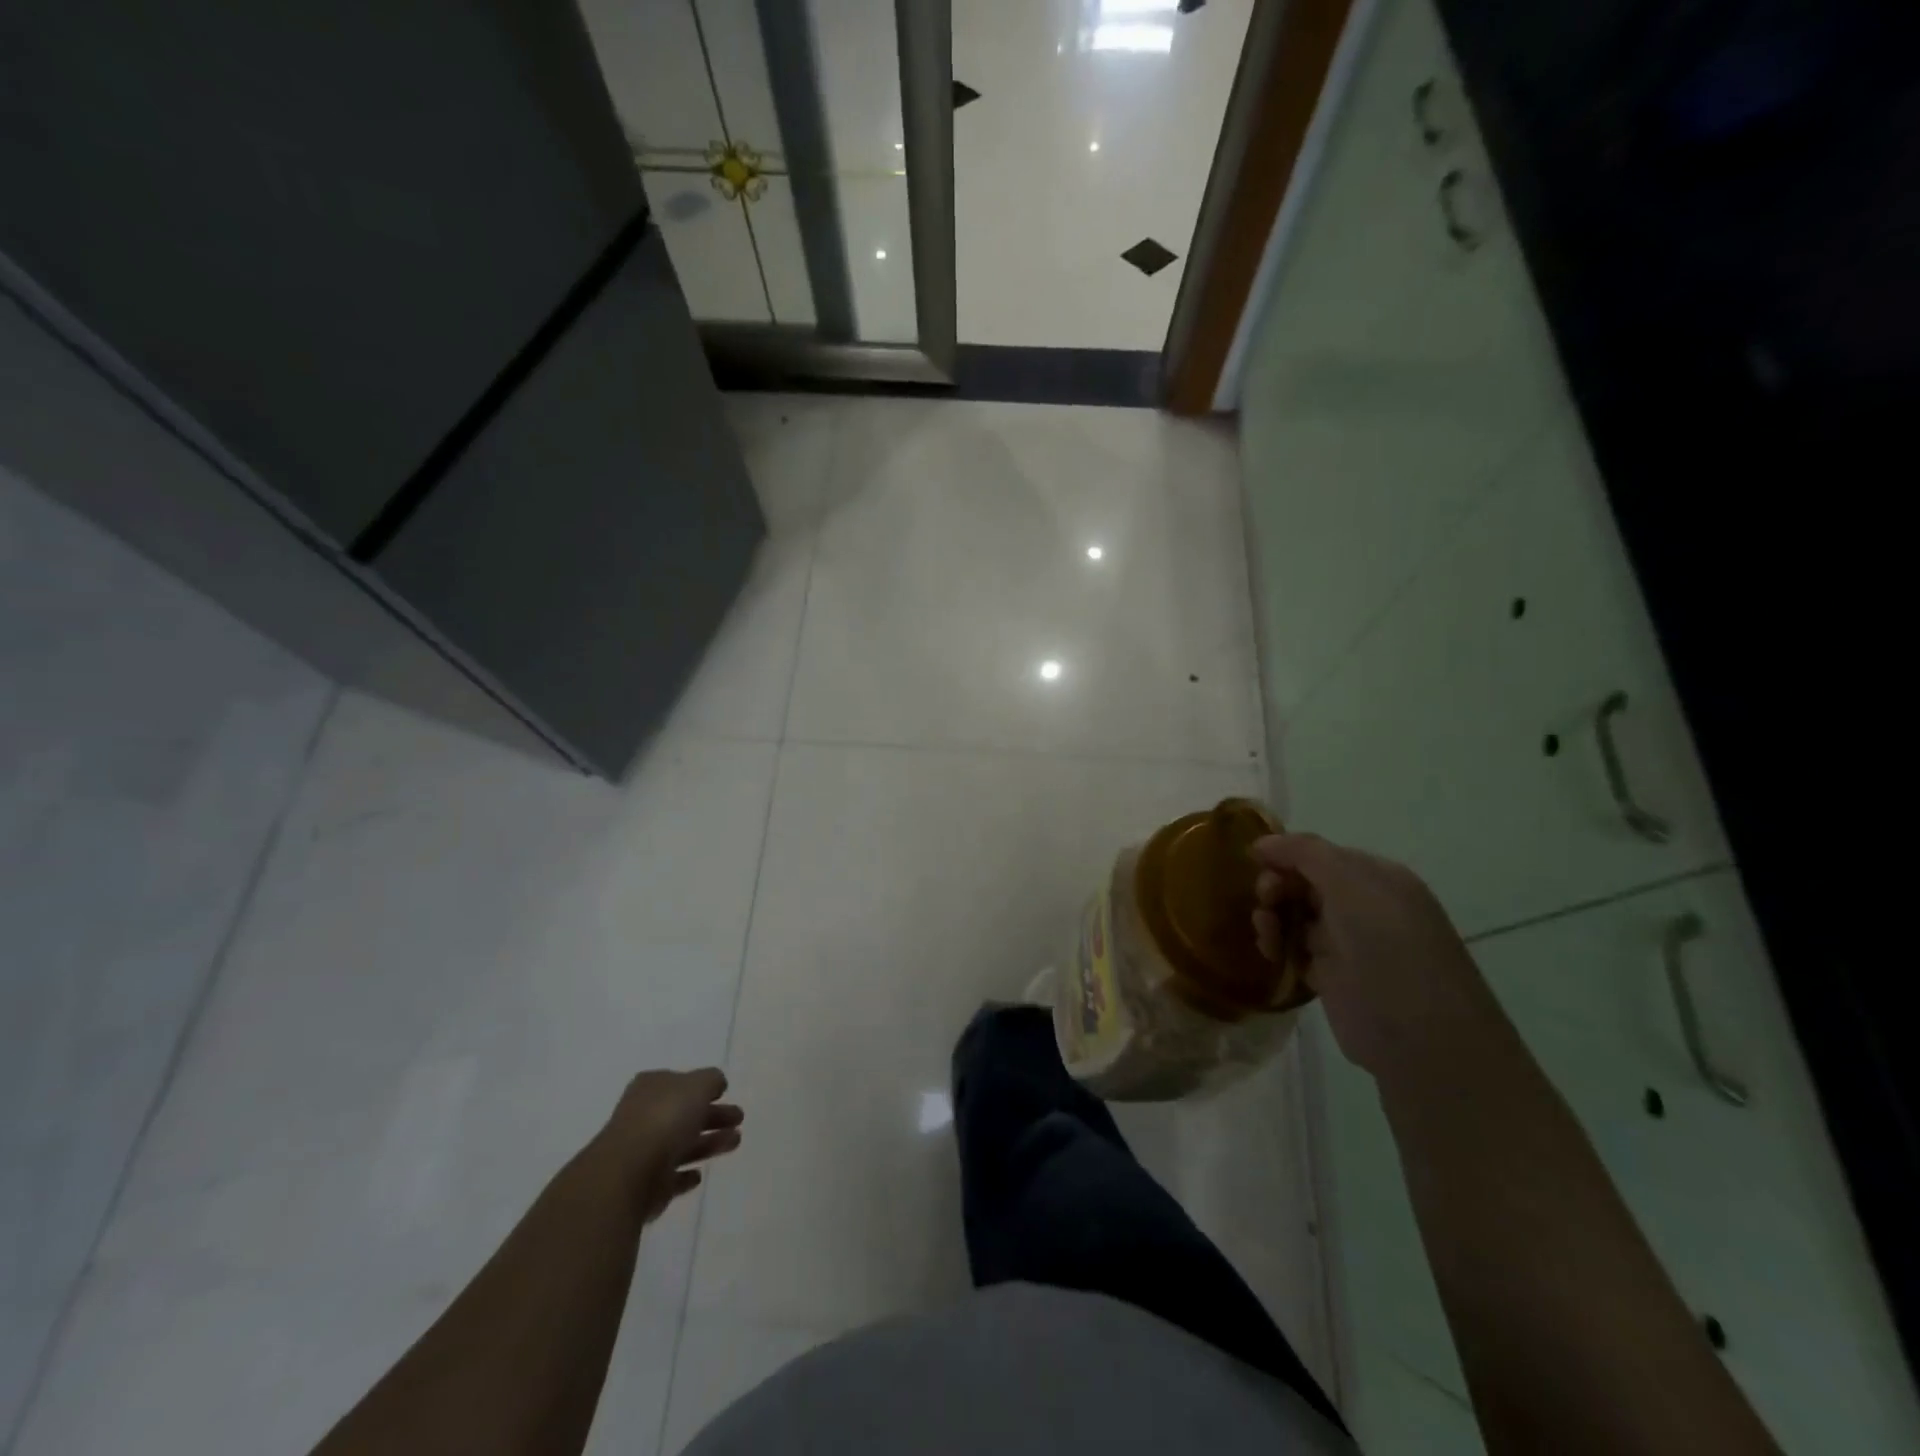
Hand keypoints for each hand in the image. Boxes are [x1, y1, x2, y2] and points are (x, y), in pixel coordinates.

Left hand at [598, 1069, 743, 1222]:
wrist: (628, 1175)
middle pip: (684, 1114)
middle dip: (713, 1116)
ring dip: (708, 1143)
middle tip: (739, 1119)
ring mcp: (642, 1153)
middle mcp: (643, 1117)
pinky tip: (700, 1175)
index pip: (679, 1083)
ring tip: (736, 1142)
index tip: (724, 1093)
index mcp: (651, 1088)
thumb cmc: (664, 1119)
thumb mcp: (697, 1085)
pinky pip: (670, 1177)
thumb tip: (717, 1084)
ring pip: (682, 1145)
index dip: (702, 1087)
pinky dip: (685, 1175)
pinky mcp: (645, 1187)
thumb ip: (711, 1080)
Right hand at [1252, 833, 1499, 1081]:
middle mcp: (1364, 907)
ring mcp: (1348, 944)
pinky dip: (1277, 946)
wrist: (1419, 1035)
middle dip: (1277, 885)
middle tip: (1264, 899)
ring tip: (1264, 931)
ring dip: (1272, 915)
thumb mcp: (1350, 883)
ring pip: (1295, 916)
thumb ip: (1305, 852)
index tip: (1255, 861)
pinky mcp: (1332, 978)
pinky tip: (1270, 952)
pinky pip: (1294, 950)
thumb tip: (1262, 842)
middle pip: (1304, 883)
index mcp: (1377, 879)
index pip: (1320, 854)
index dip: (1286, 854)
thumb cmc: (1388, 946)